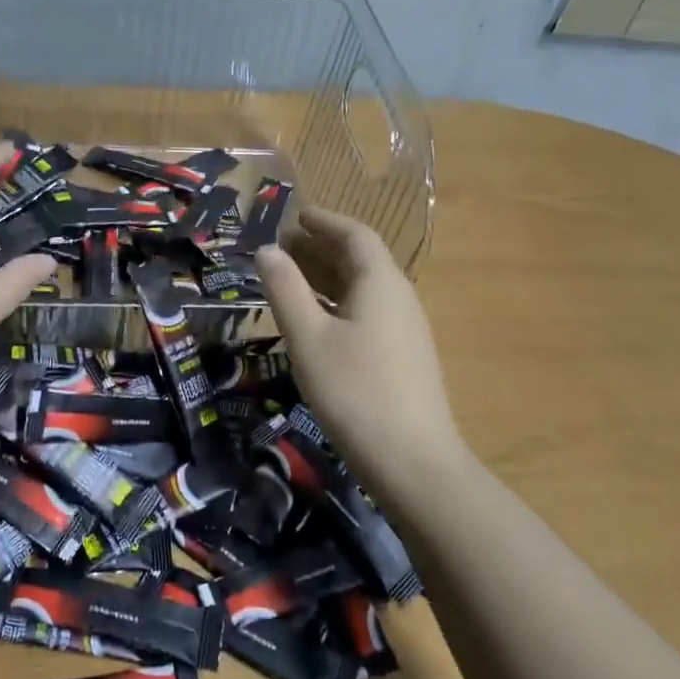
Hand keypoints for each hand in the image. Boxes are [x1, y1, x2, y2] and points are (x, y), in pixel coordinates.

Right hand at [255, 207, 459, 487]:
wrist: (412, 462)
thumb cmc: (354, 391)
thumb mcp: (308, 337)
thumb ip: (285, 289)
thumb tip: (267, 251)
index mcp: (381, 283)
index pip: (355, 235)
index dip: (324, 221)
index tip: (295, 216)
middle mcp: (399, 298)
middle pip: (361, 260)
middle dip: (321, 248)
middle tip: (282, 248)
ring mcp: (405, 330)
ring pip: (363, 289)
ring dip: (327, 277)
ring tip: (291, 280)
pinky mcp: (402, 358)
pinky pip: (367, 313)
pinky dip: (338, 304)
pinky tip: (316, 323)